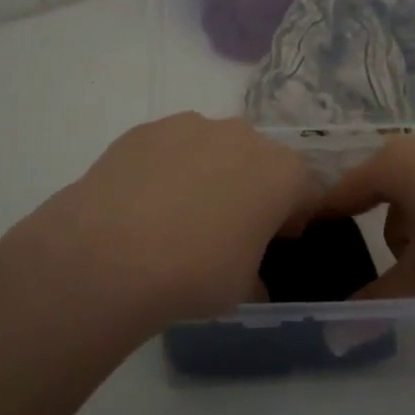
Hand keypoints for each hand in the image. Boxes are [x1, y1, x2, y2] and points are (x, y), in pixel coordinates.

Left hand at [0, 113, 318, 348]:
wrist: (107, 255)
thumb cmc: (195, 273)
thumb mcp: (243, 288)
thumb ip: (258, 275)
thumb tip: (252, 280)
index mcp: (282, 171)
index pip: (307, 189)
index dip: (295, 218)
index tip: (276, 242)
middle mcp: (242, 136)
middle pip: (261, 161)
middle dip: (253, 189)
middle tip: (228, 229)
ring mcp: (190, 126)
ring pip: (214, 148)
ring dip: (210, 174)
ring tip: (178, 217)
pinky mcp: (145, 129)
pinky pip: (171, 148)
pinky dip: (168, 169)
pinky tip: (144, 206)